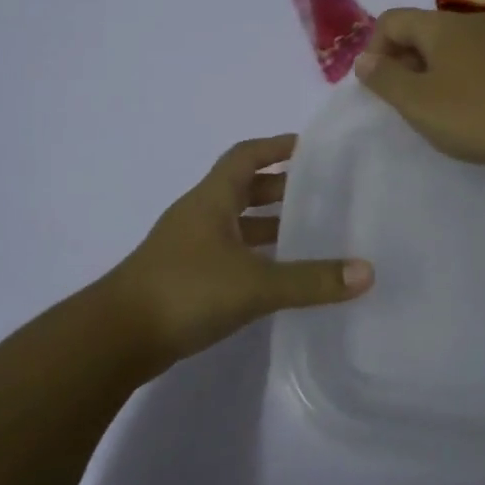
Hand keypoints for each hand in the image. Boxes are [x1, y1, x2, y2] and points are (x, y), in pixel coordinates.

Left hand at [108, 134, 373, 363]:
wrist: (117, 337)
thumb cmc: (186, 291)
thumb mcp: (255, 284)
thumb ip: (311, 280)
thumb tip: (366, 272)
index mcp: (212, 199)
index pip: (246, 155)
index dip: (276, 147)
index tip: (310, 147)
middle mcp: (199, 215)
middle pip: (243, 188)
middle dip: (280, 188)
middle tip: (321, 193)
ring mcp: (189, 247)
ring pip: (236, 224)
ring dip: (268, 224)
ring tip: (309, 233)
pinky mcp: (185, 277)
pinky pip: (229, 253)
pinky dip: (255, 255)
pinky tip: (277, 275)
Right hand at [353, 8, 484, 168]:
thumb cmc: (474, 115)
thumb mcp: (416, 102)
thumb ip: (384, 78)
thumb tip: (364, 59)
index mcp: (441, 26)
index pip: (392, 19)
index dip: (375, 48)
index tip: (379, 84)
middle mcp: (472, 22)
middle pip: (424, 30)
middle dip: (406, 60)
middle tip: (406, 100)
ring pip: (455, 45)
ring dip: (436, 70)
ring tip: (439, 107)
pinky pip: (482, 59)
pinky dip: (466, 76)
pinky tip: (476, 108)